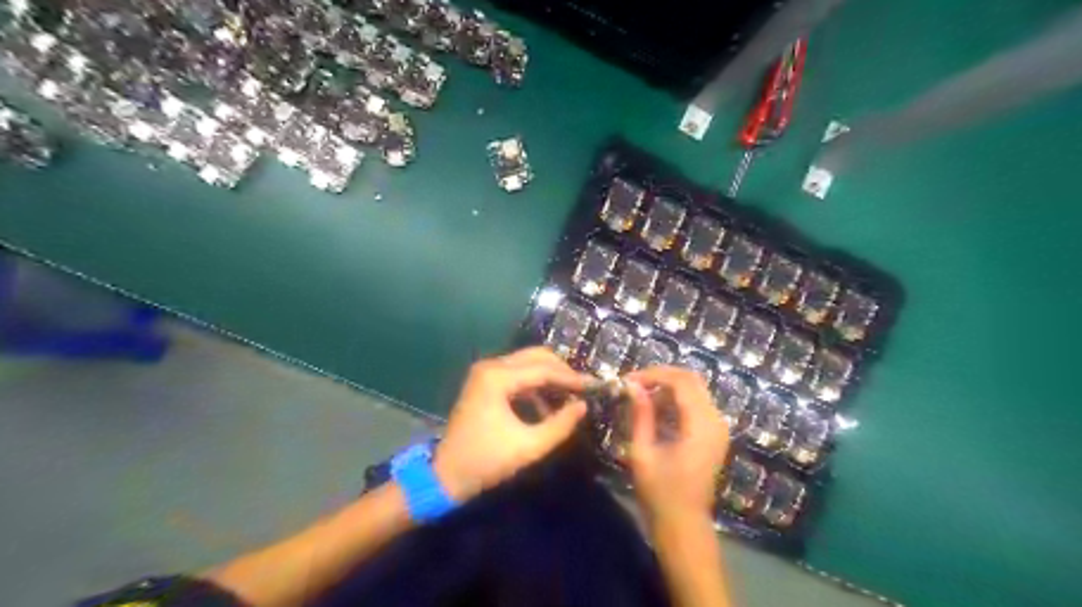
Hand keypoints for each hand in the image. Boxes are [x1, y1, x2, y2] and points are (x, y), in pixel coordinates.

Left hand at [431, 346, 587, 502]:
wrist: (445, 475)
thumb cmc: (486, 461)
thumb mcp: (529, 447)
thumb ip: (560, 425)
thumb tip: (583, 406)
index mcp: (497, 378)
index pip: (543, 369)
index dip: (571, 377)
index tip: (593, 386)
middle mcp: (490, 366)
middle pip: (536, 356)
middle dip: (562, 370)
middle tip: (583, 387)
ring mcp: (485, 372)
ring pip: (527, 362)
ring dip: (550, 376)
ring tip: (570, 396)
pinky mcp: (485, 382)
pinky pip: (517, 374)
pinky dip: (536, 384)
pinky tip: (548, 404)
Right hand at [622, 364, 730, 526]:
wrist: (684, 525)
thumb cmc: (660, 493)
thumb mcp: (643, 452)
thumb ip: (640, 415)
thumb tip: (632, 386)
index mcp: (701, 426)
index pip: (680, 382)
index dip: (653, 375)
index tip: (628, 380)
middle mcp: (715, 421)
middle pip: (692, 380)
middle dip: (661, 375)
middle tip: (634, 383)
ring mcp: (718, 427)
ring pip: (695, 389)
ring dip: (668, 386)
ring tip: (640, 394)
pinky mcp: (714, 434)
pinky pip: (697, 403)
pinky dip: (676, 399)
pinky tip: (655, 408)